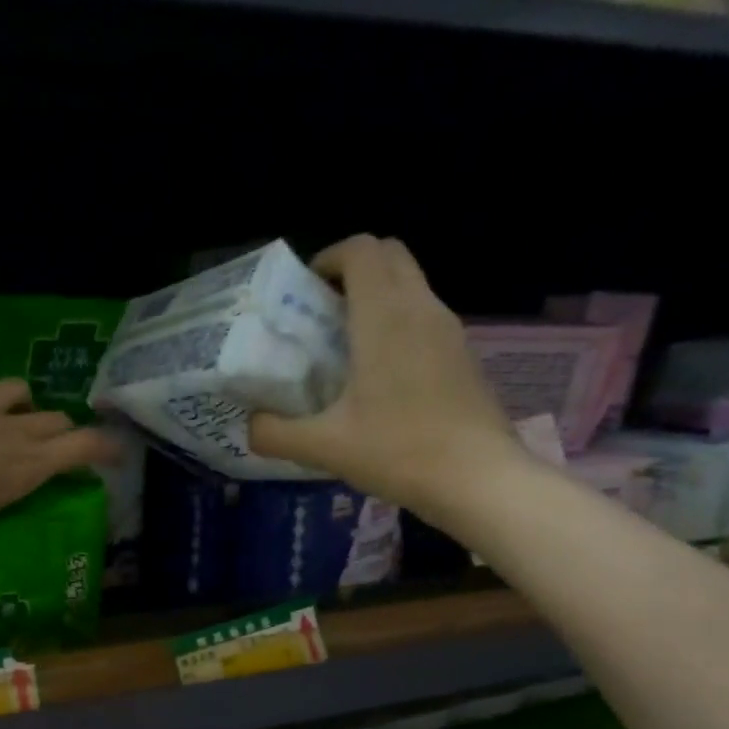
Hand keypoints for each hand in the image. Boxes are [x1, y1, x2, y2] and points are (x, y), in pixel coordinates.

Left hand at [0, 362, 115, 578]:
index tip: (118, 452)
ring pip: (13, 387)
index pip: (81, 448)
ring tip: (13, 410)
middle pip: (54, 418)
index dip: (104, 447)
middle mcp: (8, 430)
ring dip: (20, 398)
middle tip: (58, 443)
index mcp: (26, 466)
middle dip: (62, 429)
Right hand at [248, 236, 522, 526]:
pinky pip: (423, 316)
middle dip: (351, 271)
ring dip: (375, 297)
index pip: (361, 250)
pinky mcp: (461, 353)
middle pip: (389, 255)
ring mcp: (448, 329)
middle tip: (320, 314)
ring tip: (342, 346)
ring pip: (409, 285)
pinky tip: (376, 374)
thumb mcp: (322, 447)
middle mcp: (420, 308)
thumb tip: (249, 424)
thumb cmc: (398, 452)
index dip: (328, 258)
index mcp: (384, 317)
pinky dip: (396, 323)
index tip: (303, 292)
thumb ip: (274, 432)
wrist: (478, 478)